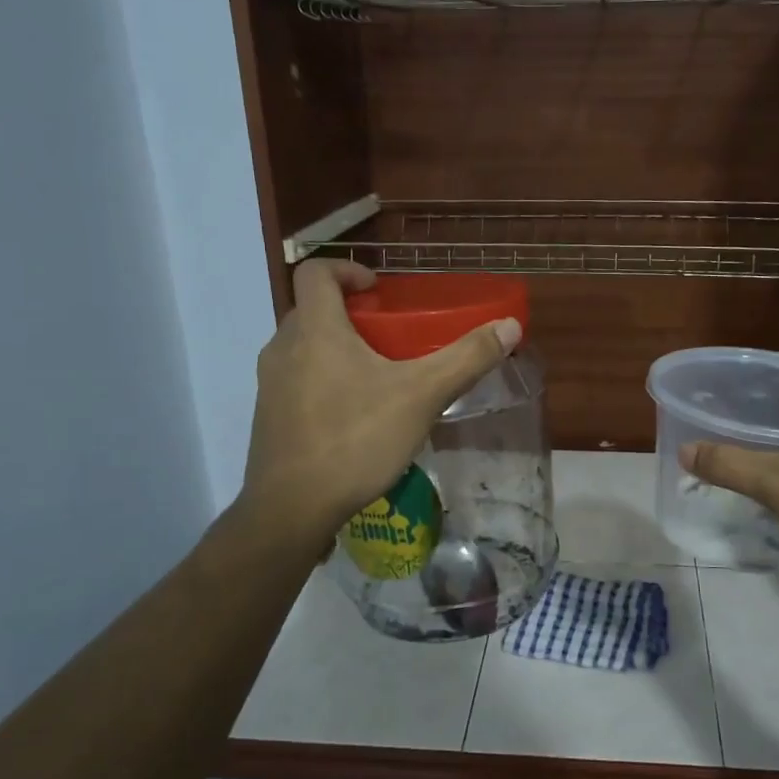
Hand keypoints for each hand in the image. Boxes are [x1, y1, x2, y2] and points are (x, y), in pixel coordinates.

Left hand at [238, 261, 521, 546]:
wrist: (291, 509)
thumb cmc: (355, 439)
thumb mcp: (422, 396)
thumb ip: (466, 358)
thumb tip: (510, 326)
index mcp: (315, 329)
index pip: (316, 272)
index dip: (347, 269)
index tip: (379, 290)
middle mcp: (283, 347)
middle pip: (313, 310)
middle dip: (351, 314)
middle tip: (391, 335)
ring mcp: (270, 384)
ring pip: (304, 348)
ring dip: (337, 349)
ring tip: (379, 376)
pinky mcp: (268, 417)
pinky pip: (298, 381)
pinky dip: (324, 381)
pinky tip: (356, 417)